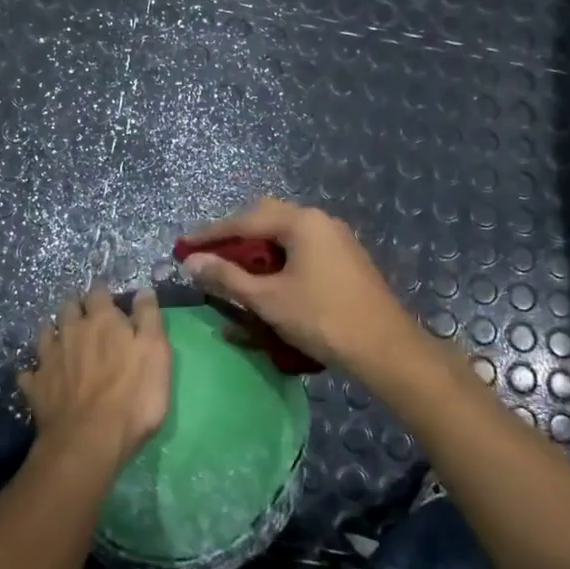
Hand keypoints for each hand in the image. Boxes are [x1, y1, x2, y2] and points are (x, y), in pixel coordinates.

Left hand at [19, 286, 170, 470]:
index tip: (109, 299)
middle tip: (86, 317)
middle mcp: (71, 330)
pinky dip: (35, 371)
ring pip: (46, 332)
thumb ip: (149, 318)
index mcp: (102, 320)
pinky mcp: (35, 385)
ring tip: (62, 339)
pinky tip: (40, 377)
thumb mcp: (156, 353)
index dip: (104, 293)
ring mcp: (49, 357)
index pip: (99, 292)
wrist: (89, 440)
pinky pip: (29, 371)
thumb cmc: (133, 396)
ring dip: (54, 331)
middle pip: (69, 307)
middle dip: (76, 307)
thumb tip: (143, 290)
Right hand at [180, 198, 424, 375]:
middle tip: (208, 256)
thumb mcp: (267, 299)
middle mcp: (319, 221)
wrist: (386, 350)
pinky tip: (266, 282)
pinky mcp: (345, 260)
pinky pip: (301, 250)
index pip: (244, 220)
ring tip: (232, 271)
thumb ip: (227, 277)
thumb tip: (192, 262)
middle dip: (234, 237)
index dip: (210, 234)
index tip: (183, 247)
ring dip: (256, 250)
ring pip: (284, 235)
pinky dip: (277, 261)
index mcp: (301, 222)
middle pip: (265, 219)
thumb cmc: (322, 318)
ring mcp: (336, 239)